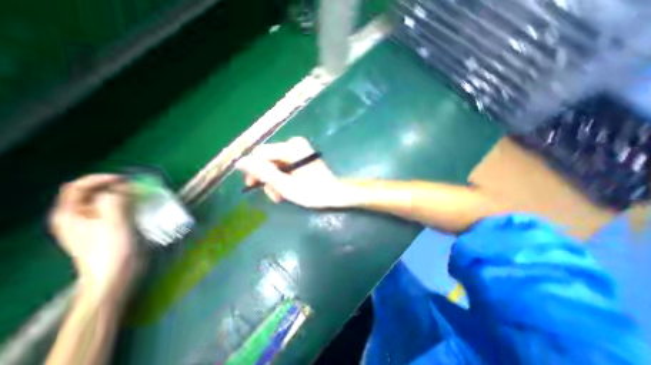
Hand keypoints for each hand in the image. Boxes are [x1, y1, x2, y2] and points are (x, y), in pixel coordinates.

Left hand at [50, 175, 140, 300]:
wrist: (115, 275)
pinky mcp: (107, 230)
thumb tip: (125, 187)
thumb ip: (117, 200)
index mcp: (70, 214)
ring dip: (126, 196)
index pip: (79, 186)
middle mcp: (78, 217)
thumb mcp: (115, 222)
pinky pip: (117, 211)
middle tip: (139, 187)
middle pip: (94, 193)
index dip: (102, 179)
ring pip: (108, 202)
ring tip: (143, 196)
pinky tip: (141, 209)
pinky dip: (130, 205)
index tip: (127, 179)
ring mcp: (92, 224)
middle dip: (117, 187)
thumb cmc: (112, 250)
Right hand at [237, 136, 355, 207]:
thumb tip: (241, 162)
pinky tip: (285, 190)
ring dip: (274, 181)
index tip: (251, 185)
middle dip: (267, 178)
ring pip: (274, 165)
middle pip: (268, 159)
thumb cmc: (312, 191)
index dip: (253, 169)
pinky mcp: (299, 157)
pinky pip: (283, 166)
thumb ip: (263, 172)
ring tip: (280, 196)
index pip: (261, 154)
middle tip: (271, 194)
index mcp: (291, 147)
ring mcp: (297, 151)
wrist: (334, 193)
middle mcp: (293, 144)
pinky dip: (282, 178)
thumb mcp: (285, 185)